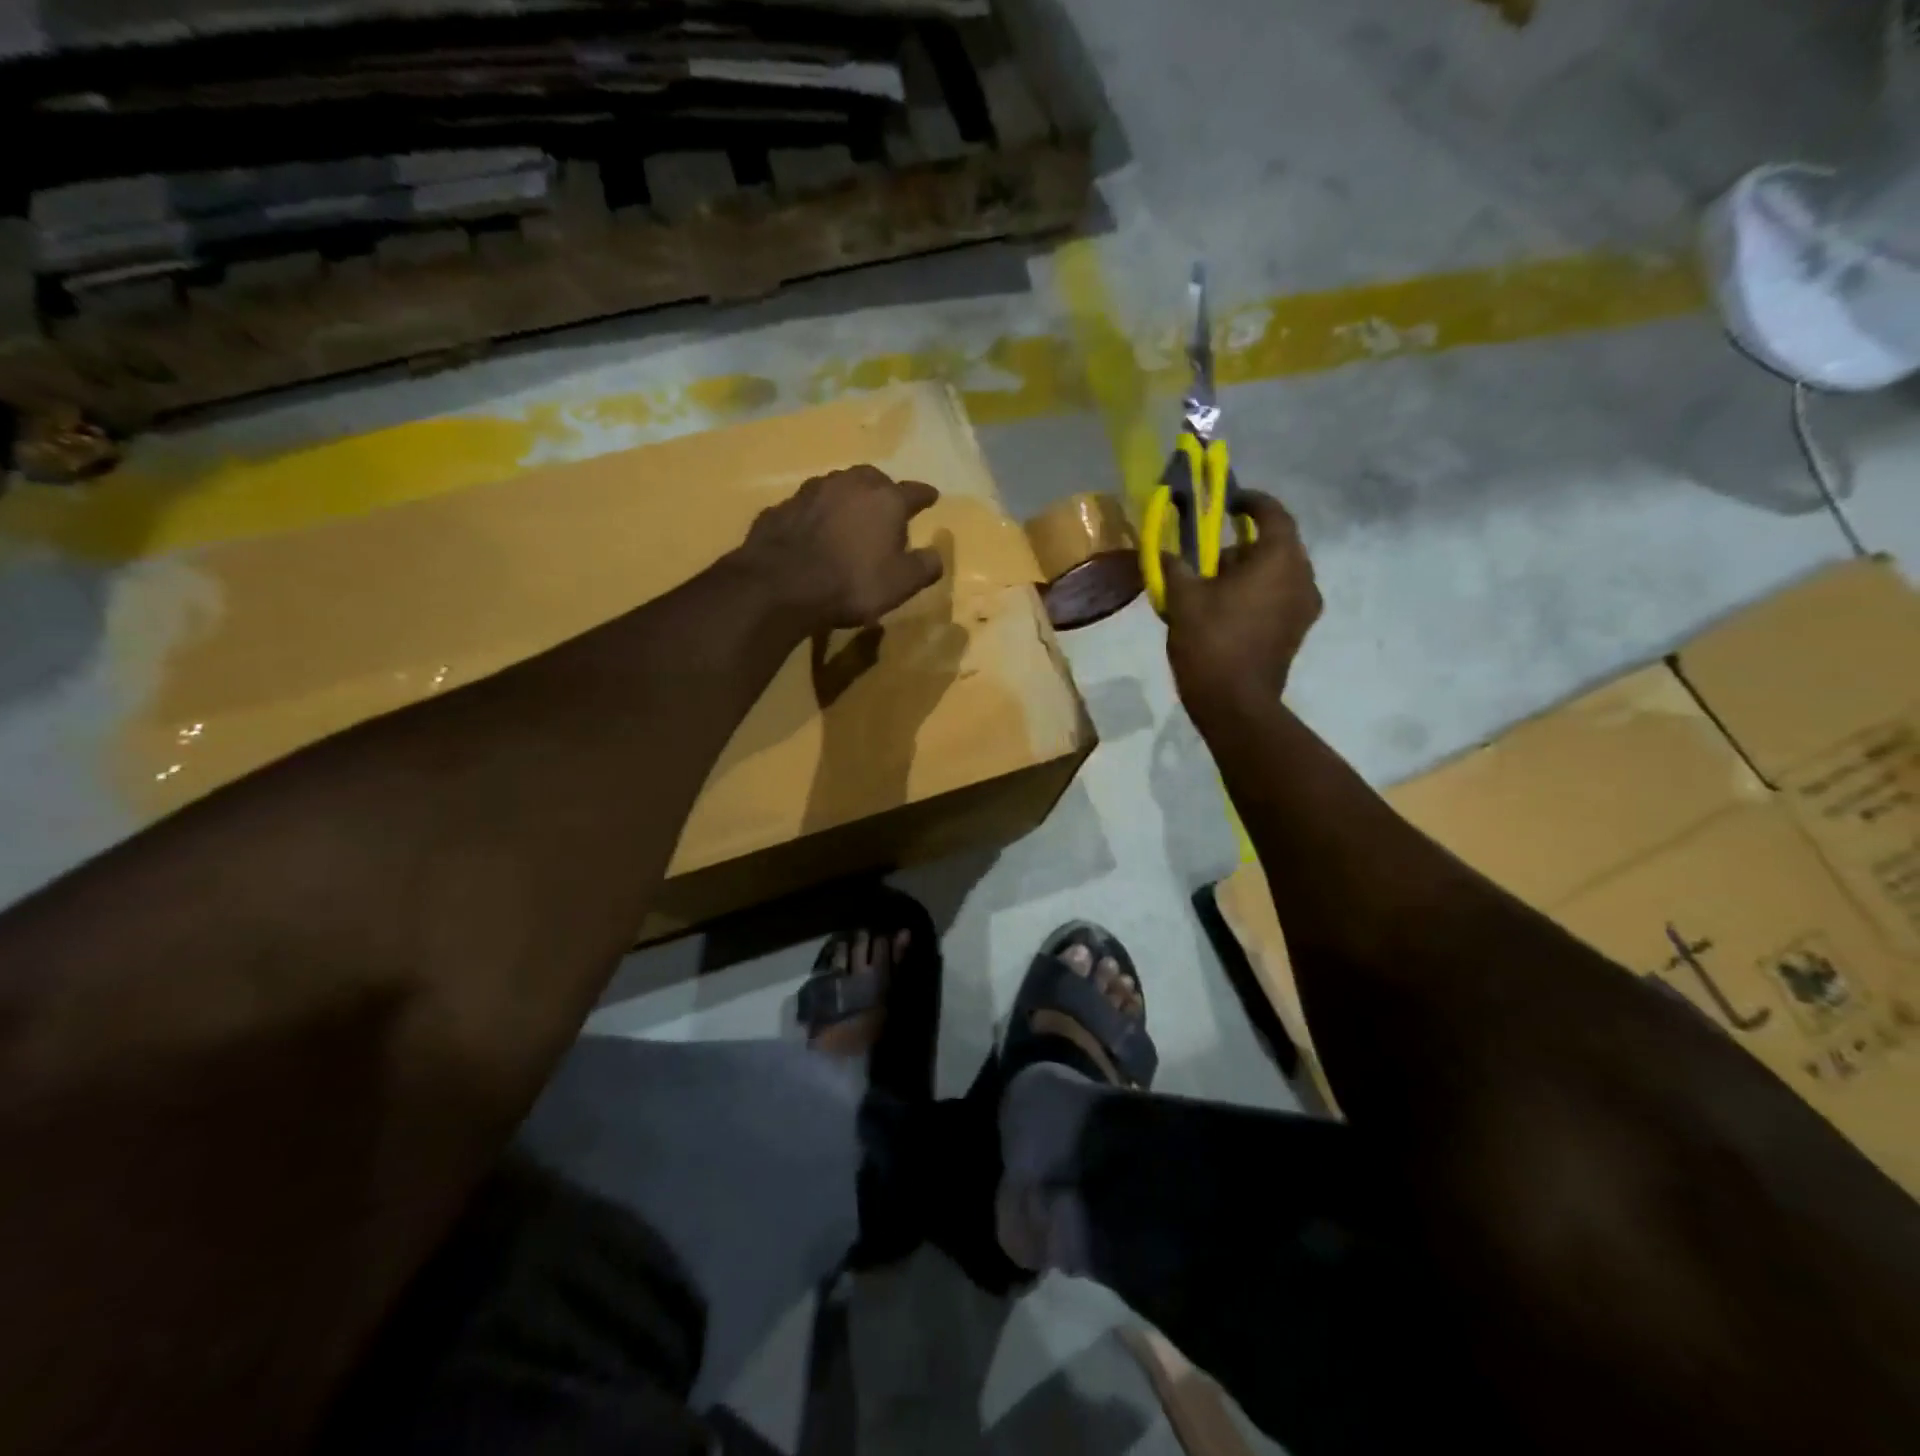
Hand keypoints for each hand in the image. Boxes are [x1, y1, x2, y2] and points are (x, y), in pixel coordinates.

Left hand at [740, 466, 945, 631]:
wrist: (781, 585)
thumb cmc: (852, 583)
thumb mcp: (901, 584)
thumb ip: (925, 566)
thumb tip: (936, 554)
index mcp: (885, 500)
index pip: (914, 492)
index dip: (925, 496)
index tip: (932, 497)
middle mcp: (850, 485)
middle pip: (873, 479)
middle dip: (883, 490)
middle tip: (886, 505)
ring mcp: (811, 492)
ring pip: (837, 487)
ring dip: (847, 498)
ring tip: (850, 515)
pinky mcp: (782, 507)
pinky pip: (807, 507)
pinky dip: (816, 515)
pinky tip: (814, 531)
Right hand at [1164, 491, 1321, 710]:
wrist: (1235, 703)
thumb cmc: (1211, 642)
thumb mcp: (1183, 599)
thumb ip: (1175, 566)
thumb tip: (1164, 552)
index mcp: (1279, 559)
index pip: (1273, 514)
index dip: (1251, 502)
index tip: (1229, 501)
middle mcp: (1302, 576)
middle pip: (1277, 544)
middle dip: (1245, 543)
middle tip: (1211, 553)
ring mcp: (1304, 607)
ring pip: (1279, 572)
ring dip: (1251, 570)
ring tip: (1215, 583)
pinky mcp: (1297, 631)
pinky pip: (1280, 596)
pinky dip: (1258, 592)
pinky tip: (1228, 608)